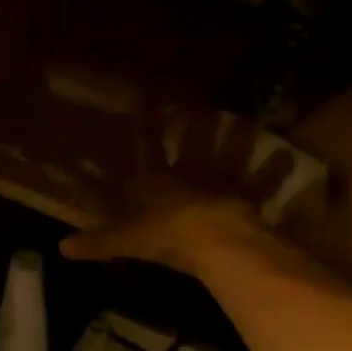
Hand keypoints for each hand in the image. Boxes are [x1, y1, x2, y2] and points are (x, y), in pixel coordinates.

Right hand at [61, 108, 303, 275]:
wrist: (213, 242)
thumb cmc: (167, 235)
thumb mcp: (127, 241)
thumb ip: (99, 242)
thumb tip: (61, 248)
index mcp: (159, 183)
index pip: (148, 151)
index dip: (146, 129)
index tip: (147, 102)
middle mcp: (192, 177)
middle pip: (195, 147)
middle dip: (197, 126)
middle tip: (203, 105)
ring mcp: (223, 186)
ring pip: (231, 158)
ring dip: (239, 141)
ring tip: (245, 121)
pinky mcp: (249, 202)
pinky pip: (264, 186)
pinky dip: (275, 173)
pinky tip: (289, 157)